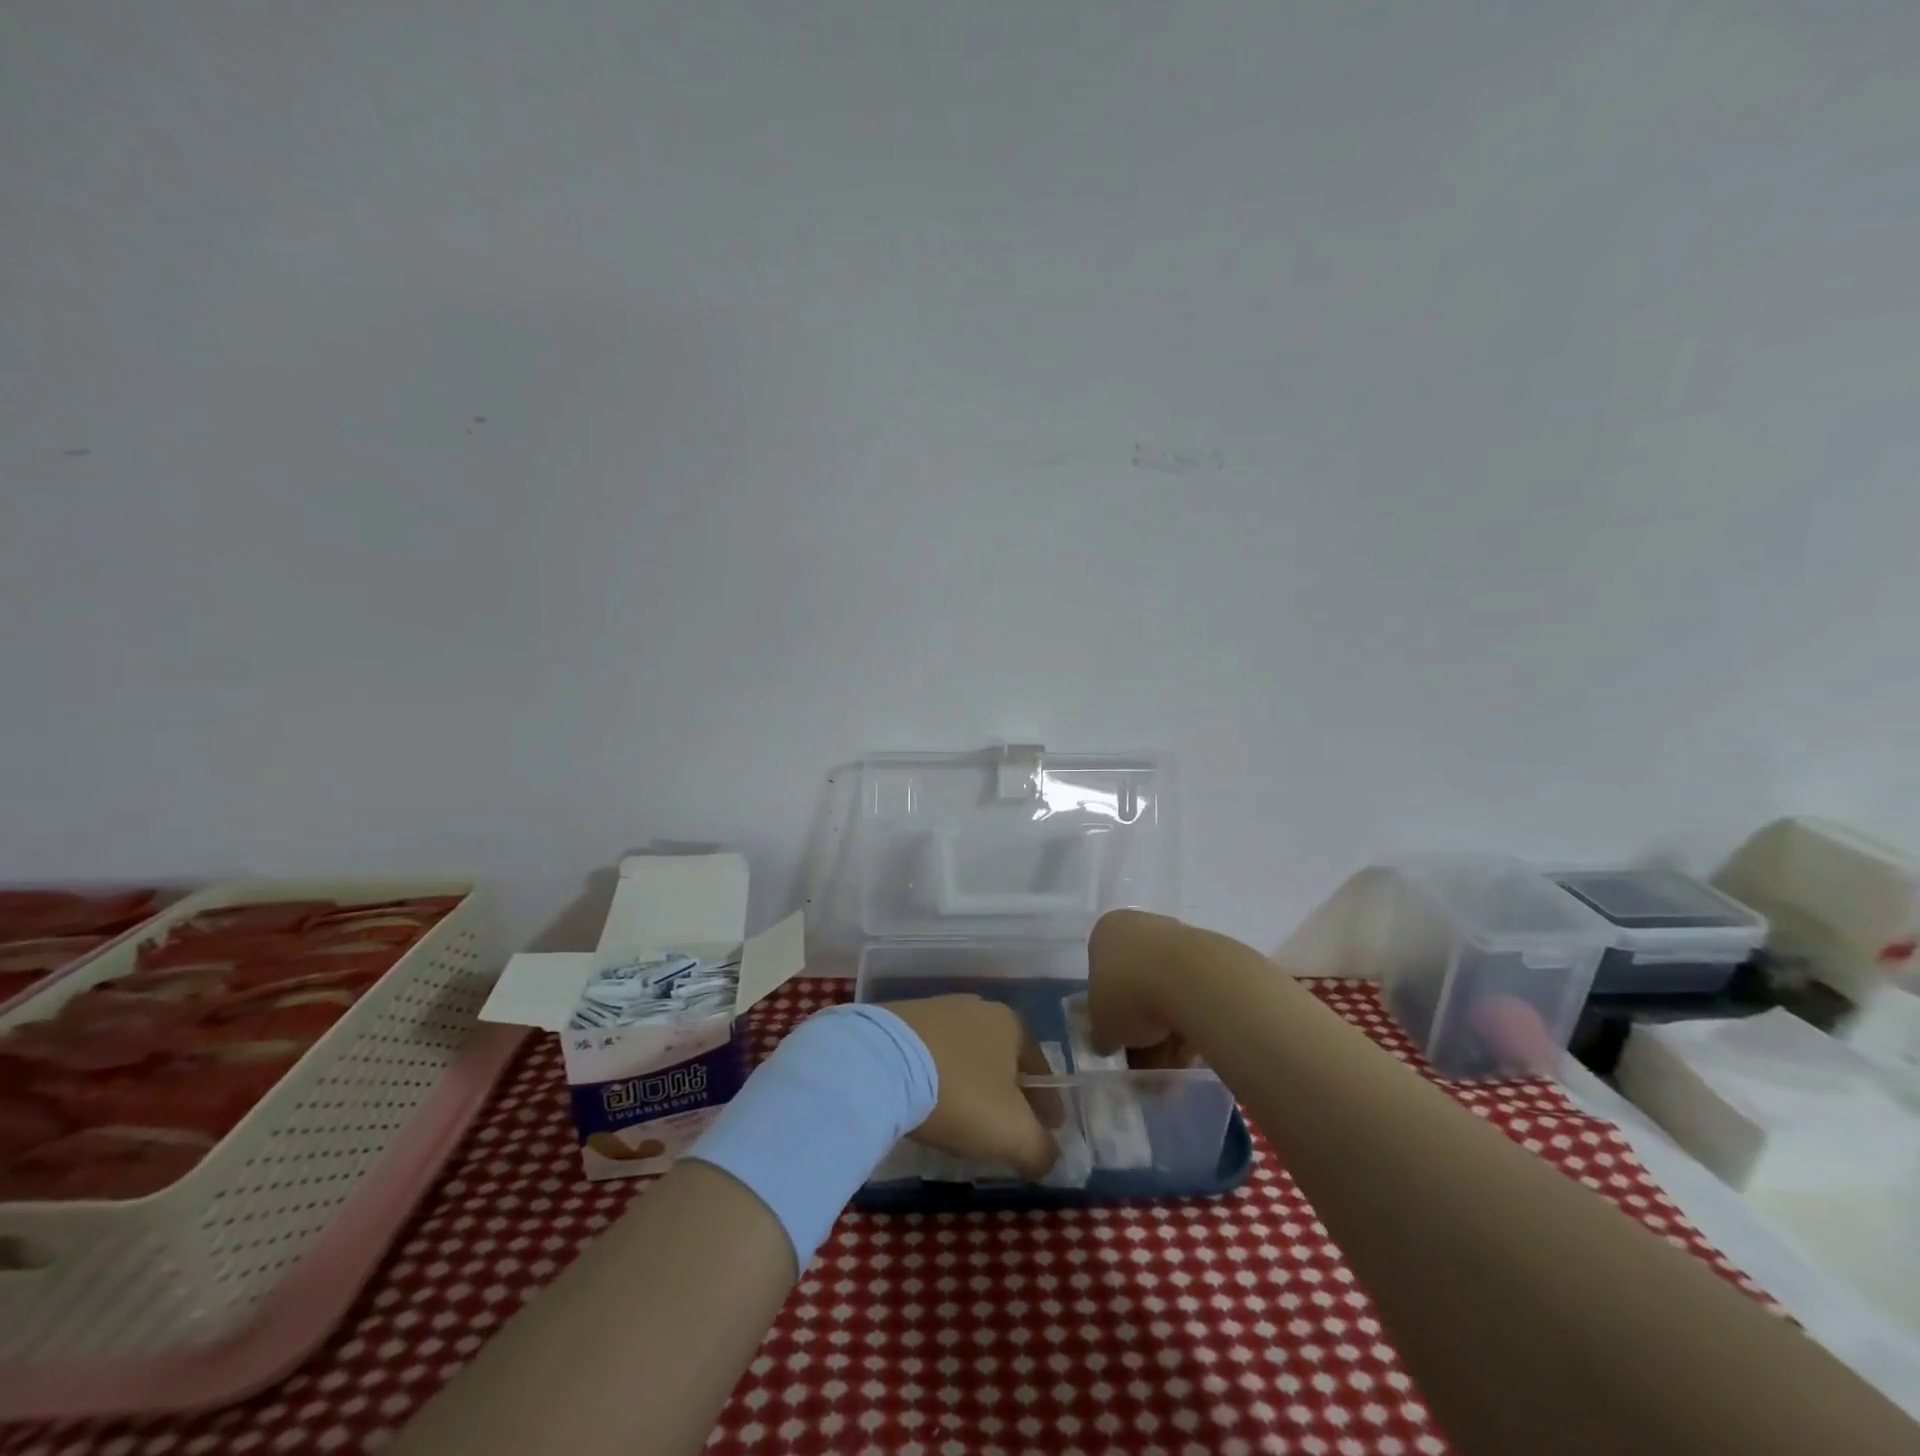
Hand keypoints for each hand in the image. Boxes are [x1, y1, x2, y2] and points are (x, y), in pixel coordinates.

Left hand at [880, 996, 1058, 1178]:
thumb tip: (1049, 1158)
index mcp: (1010, 1023)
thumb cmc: (959, 1093)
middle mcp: (976, 1007)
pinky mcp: (899, 1021)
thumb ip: (1041, 1149)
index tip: (1048, 1130)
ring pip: (965, 1055)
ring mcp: (935, 1010)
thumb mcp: (1011, 1132)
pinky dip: (937, 1078)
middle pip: (1001, 1058)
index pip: (1039, 1065)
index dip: (1047, 1102)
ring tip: (964, 1119)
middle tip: (1006, 1128)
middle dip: (1008, 1092)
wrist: (879, 1064)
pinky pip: (930, 1055)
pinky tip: (928, 1102)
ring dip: (971, 1084)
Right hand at [1087, 908, 1194, 1068]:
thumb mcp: (1101, 1026)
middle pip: (1137, 982)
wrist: (1192, 979)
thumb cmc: (1129, 993)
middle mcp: (1140, 926)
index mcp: (1106, 932)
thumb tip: (1106, 1041)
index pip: (1102, 974)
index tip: (1121, 1040)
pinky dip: (1194, 1018)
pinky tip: (1197, 1047)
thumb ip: (1101, 1034)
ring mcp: (1177, 936)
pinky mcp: (1211, 952)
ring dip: (1170, 1027)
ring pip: (1168, 989)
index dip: (1110, 1013)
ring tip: (1177, 1062)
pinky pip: (1195, 992)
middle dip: (1143, 1025)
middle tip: (1149, 1059)